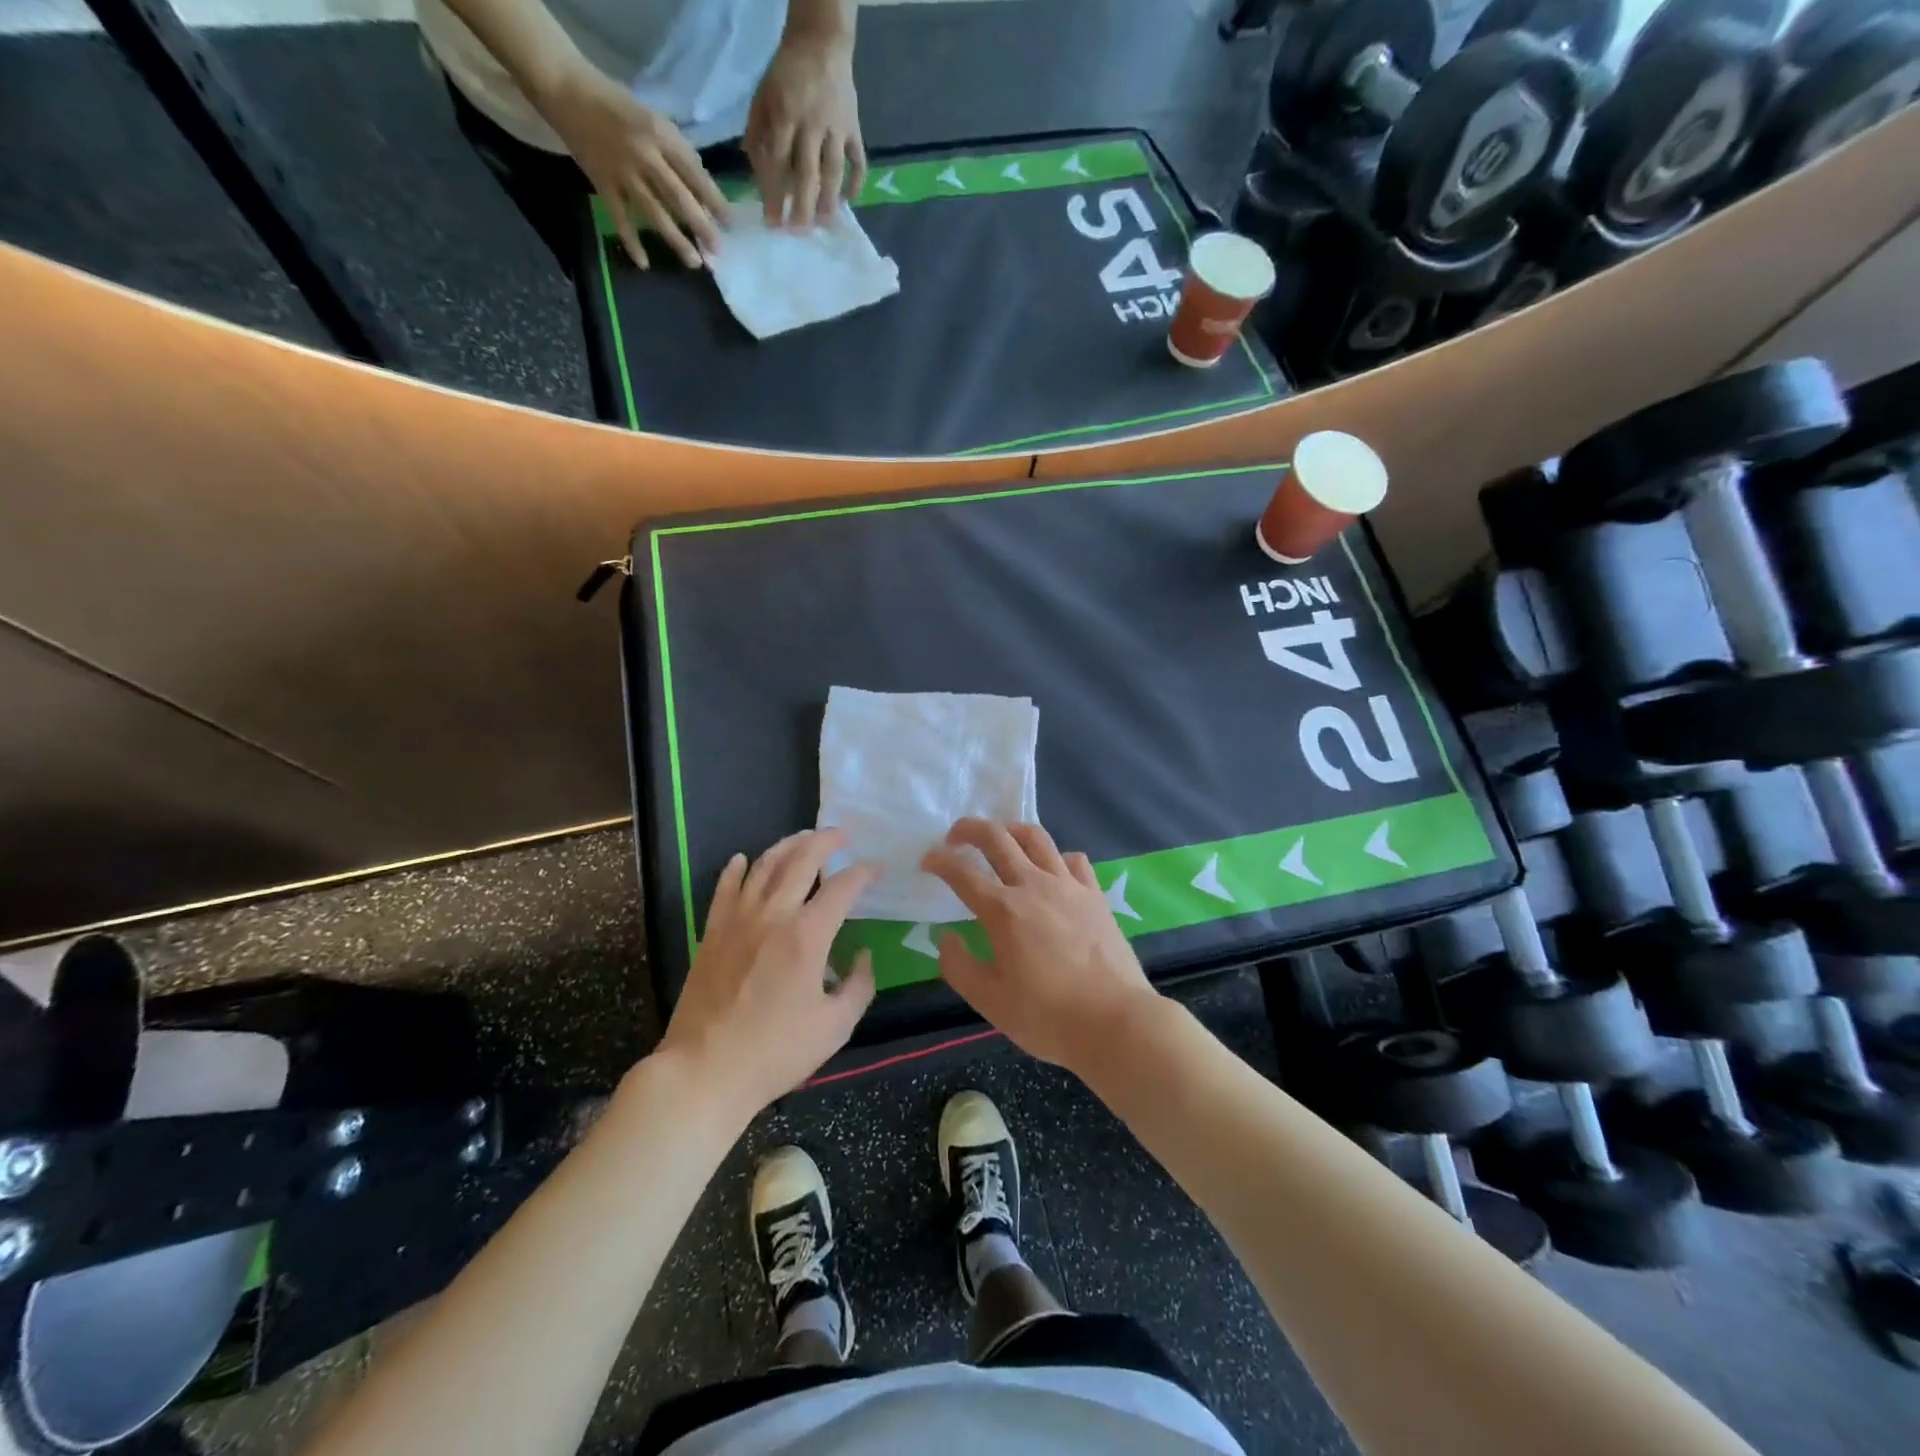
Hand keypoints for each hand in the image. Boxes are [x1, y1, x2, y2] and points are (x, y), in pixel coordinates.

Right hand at [536, 63, 727, 269]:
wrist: (566, 88)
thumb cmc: (617, 105)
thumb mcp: (653, 119)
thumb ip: (676, 152)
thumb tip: (702, 190)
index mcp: (660, 135)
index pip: (694, 173)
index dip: (714, 200)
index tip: (729, 223)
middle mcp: (644, 155)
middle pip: (678, 197)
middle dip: (701, 226)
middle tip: (717, 251)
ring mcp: (623, 172)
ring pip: (654, 212)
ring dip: (676, 240)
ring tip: (694, 262)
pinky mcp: (602, 183)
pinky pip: (620, 218)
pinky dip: (631, 241)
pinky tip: (644, 263)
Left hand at [658, 829, 876, 1121]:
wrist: (705, 1071)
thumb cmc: (776, 1052)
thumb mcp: (835, 1027)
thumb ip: (859, 985)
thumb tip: (862, 955)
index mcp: (807, 935)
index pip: (843, 887)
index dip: (864, 873)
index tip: (877, 869)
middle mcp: (773, 915)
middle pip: (802, 860)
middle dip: (826, 840)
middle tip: (843, 834)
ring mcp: (737, 920)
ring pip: (764, 865)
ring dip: (788, 845)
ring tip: (804, 838)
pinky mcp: (712, 933)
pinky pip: (724, 888)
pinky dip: (737, 869)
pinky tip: (744, 860)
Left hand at [744, 34, 865, 227]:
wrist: (821, 41)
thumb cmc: (786, 75)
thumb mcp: (762, 97)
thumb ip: (758, 135)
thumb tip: (759, 179)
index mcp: (786, 113)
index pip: (778, 161)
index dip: (774, 193)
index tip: (772, 221)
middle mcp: (813, 123)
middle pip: (808, 173)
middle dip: (802, 206)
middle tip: (798, 232)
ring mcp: (837, 127)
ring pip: (834, 170)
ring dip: (830, 200)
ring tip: (824, 223)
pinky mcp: (855, 128)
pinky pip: (858, 160)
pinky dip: (856, 182)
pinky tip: (849, 202)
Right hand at [922, 820, 1158, 1073]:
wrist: (1116, 1021)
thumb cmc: (1048, 1017)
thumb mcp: (990, 1002)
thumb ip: (959, 967)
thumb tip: (946, 937)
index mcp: (1003, 911)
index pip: (962, 872)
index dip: (939, 861)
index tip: (927, 861)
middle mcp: (1033, 886)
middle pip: (997, 838)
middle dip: (969, 829)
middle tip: (955, 837)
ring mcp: (1068, 886)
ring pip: (1035, 837)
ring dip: (1010, 830)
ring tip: (999, 839)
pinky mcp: (1094, 894)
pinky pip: (1072, 859)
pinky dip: (1054, 856)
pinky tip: (1050, 869)